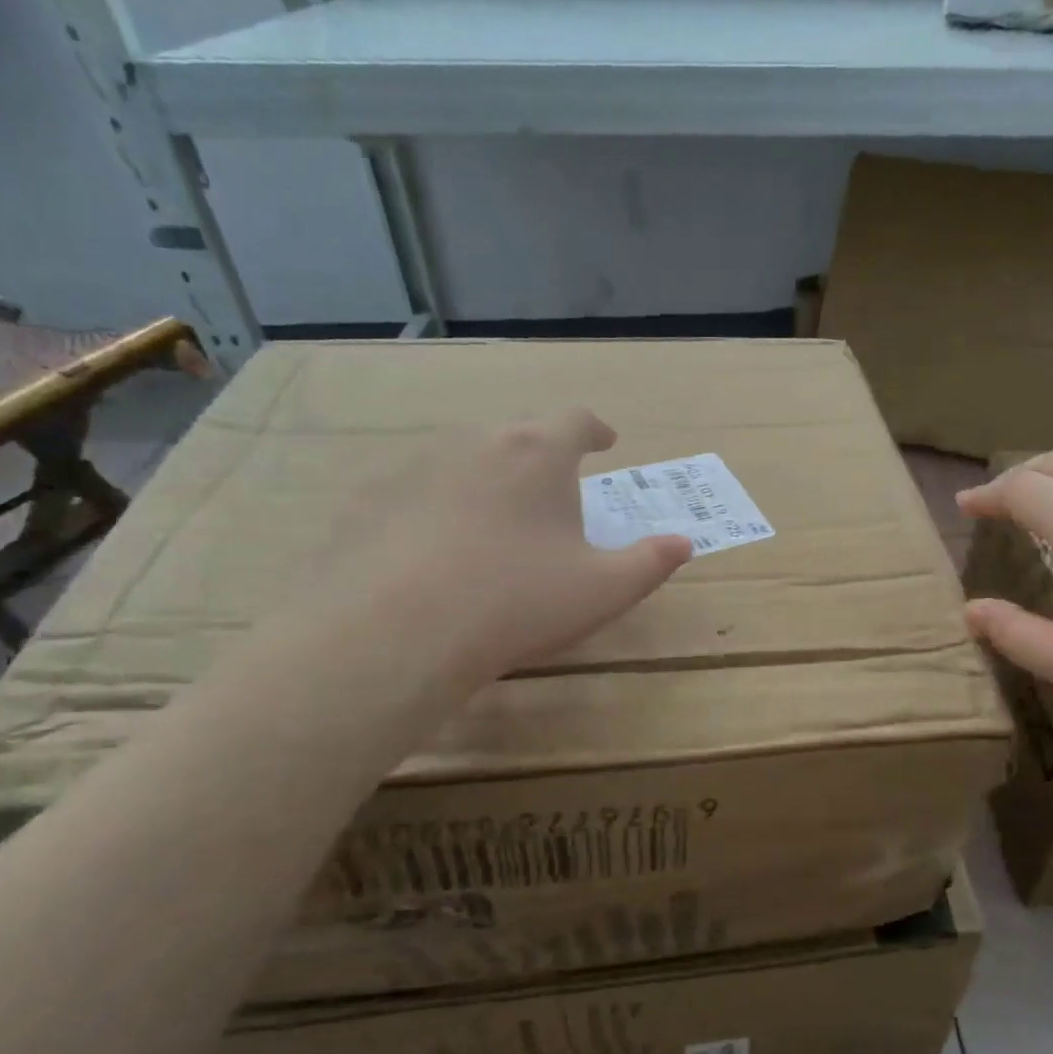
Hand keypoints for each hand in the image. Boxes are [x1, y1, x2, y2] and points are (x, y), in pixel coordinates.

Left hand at [310, 408, 690, 684]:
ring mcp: (414, 468)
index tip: (605, 442)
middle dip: (541, 458)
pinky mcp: (368, 501)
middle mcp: (475, 443)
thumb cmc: (517, 601)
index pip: (575, 419)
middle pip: (517, 436)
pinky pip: (415, 495)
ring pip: (463, 461)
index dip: (595, 429)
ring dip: (487, 481)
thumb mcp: (603, 590)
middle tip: (553, 496)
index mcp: (537, 453)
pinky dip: (435, 512)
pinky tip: (434, 556)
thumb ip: (650, 562)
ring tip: (495, 527)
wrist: (394, 633)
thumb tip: (683, 543)